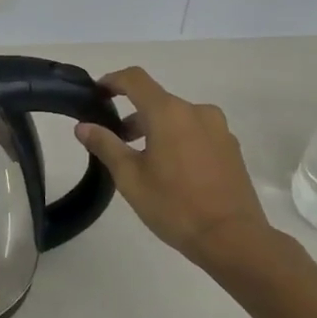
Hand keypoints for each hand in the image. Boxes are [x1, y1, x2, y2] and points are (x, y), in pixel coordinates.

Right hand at [76, 68, 281, 268]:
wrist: (232, 238)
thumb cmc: (174, 205)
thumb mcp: (130, 177)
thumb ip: (105, 145)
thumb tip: (83, 126)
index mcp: (169, 112)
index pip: (135, 79)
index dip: (112, 80)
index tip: (97, 93)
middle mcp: (197, 111)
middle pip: (157, 101)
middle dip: (133, 116)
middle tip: (115, 142)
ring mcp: (218, 129)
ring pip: (178, 118)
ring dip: (156, 129)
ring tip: (143, 161)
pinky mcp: (231, 147)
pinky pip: (197, 132)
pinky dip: (178, 140)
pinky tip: (173, 172)